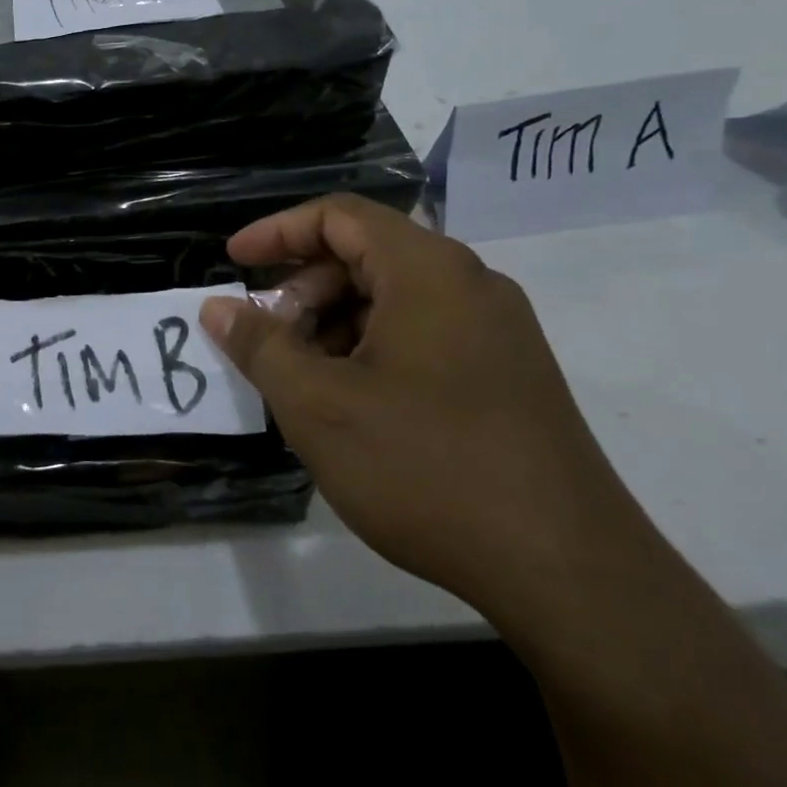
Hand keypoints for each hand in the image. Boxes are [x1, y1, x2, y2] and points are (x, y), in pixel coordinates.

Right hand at [200, 195, 659, 636]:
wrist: (568, 572)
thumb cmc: (426, 467)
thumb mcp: (317, 405)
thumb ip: (260, 345)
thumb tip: (219, 307)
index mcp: (429, 271)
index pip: (339, 215)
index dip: (277, 230)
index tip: (234, 261)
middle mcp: (471, 285)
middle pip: (367, 254)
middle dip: (304, 287)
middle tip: (268, 336)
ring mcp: (498, 331)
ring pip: (395, 298)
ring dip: (336, 322)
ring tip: (303, 377)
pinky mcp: (510, 374)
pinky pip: (425, 333)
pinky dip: (373, 348)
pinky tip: (353, 403)